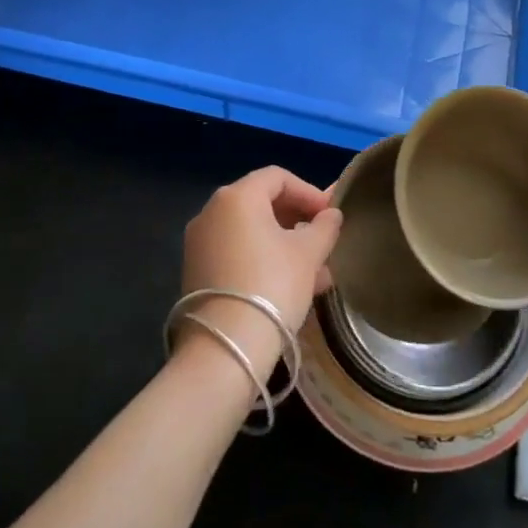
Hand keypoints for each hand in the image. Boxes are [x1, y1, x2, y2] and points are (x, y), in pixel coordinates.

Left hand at [178, 167, 341, 379]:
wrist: (224, 350)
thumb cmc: (272, 286)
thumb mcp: (309, 253)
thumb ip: (324, 227)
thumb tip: (331, 215)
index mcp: (237, 197)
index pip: (278, 177)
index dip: (309, 192)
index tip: (331, 216)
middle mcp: (211, 212)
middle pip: (262, 203)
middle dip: (298, 221)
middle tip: (323, 242)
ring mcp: (199, 243)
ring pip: (251, 233)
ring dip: (284, 245)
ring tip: (316, 273)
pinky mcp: (195, 272)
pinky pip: (236, 253)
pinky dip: (263, 260)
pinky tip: (290, 287)